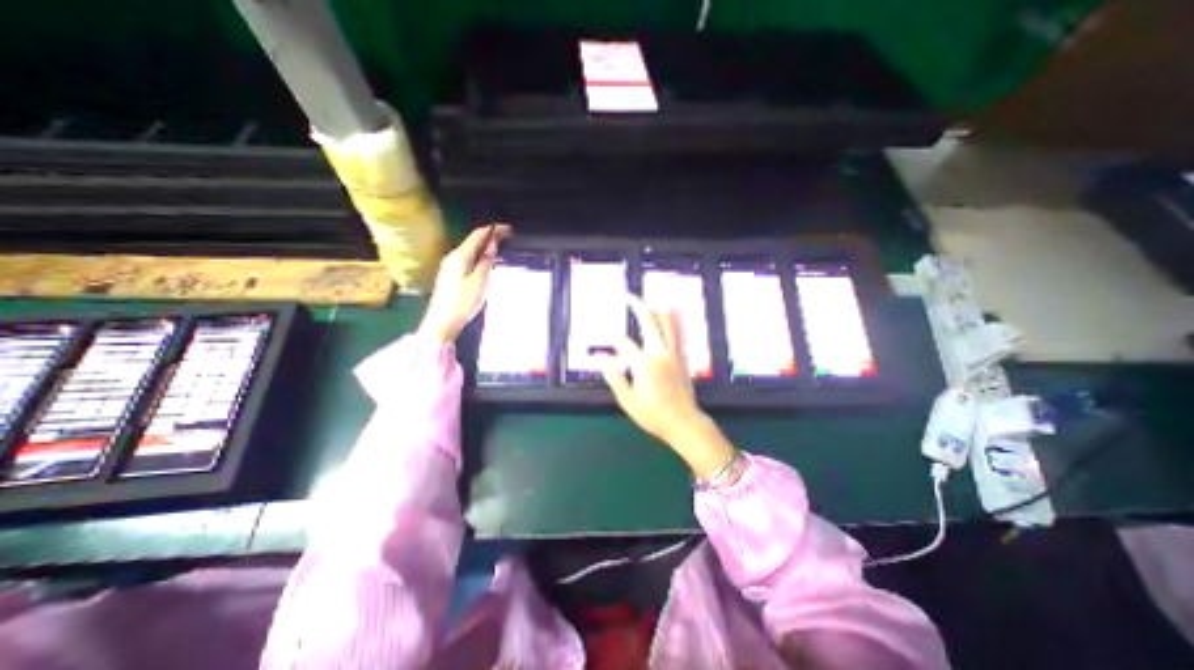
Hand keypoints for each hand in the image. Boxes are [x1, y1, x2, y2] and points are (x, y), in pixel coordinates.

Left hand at [415, 223, 508, 342]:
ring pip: (470, 250)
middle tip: (508, 238)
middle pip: (473, 241)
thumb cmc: (463, 302)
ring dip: (485, 246)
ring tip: (500, 248)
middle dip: (490, 237)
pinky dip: (479, 256)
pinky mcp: (450, 276)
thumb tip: (492, 244)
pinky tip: (487, 262)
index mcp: (460, 256)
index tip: (509, 229)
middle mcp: (453, 257)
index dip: (494, 229)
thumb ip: (487, 261)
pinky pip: (468, 259)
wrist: (442, 322)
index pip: (478, 235)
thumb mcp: (480, 281)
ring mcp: (450, 266)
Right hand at [602, 296, 732, 479]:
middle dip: (637, 305)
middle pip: (649, 322)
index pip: (623, 343)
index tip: (601, 326)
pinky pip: (678, 332)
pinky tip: (667, 315)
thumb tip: (602, 359)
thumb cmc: (654, 415)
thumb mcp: (628, 402)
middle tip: (627, 295)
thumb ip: (615, 378)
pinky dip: (671, 320)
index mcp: (644, 364)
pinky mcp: (682, 357)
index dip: (610, 334)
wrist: (685, 423)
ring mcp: (674, 353)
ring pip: (668, 323)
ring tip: (647, 302)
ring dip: (656, 309)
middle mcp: (660, 353)